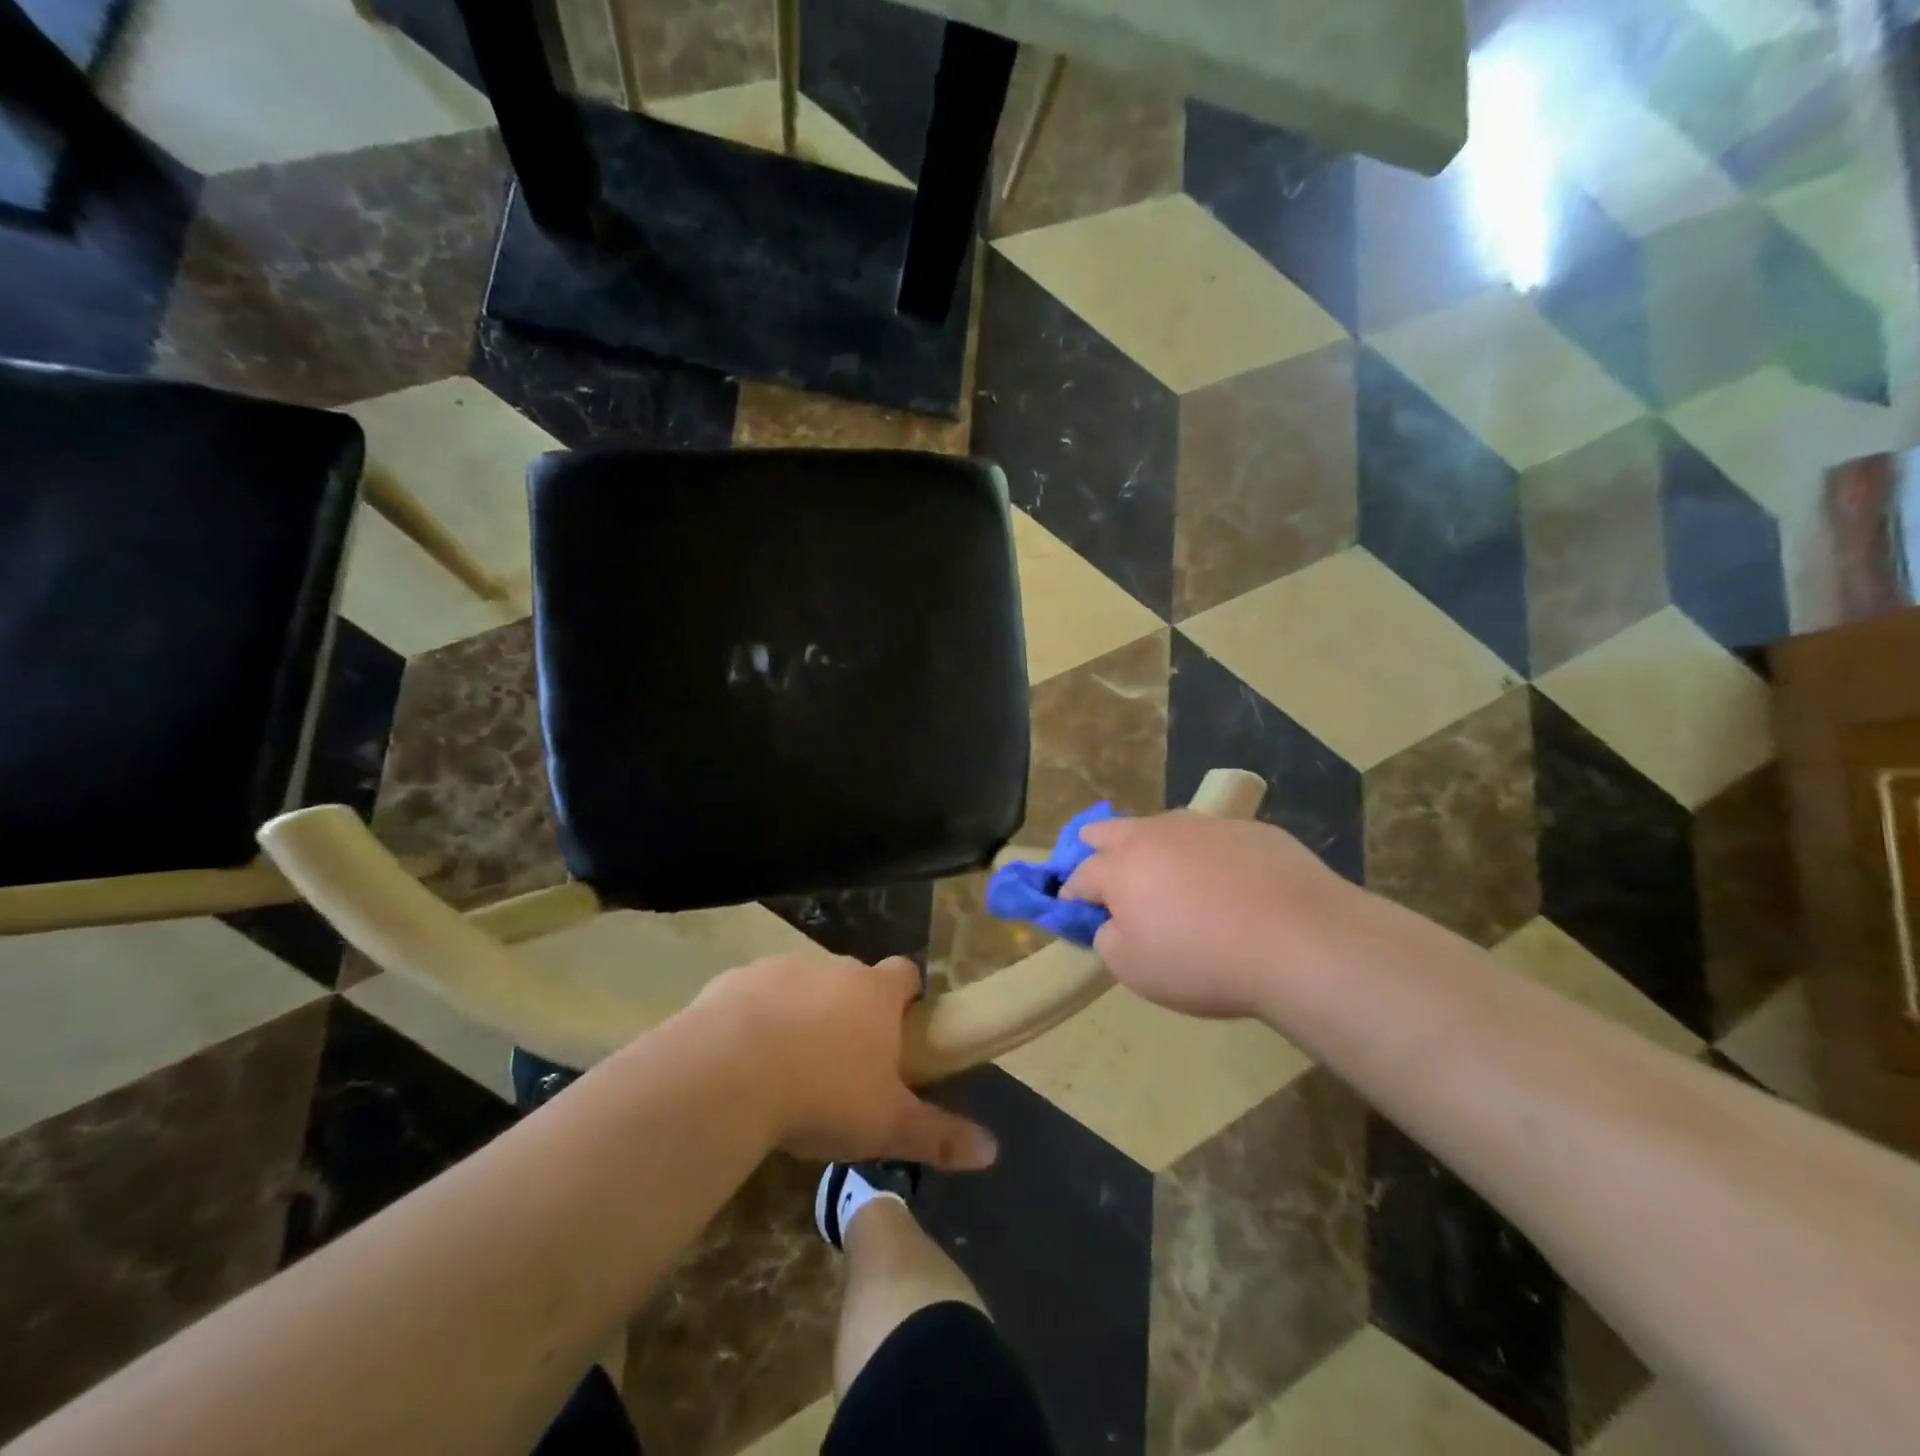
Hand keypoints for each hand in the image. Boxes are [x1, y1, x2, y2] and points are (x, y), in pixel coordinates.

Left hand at [691, 953, 997, 1171]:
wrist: (728, 1074)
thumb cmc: (823, 1094)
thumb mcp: (886, 1126)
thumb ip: (938, 1135)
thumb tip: (992, 1151)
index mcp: (875, 993)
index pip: (905, 973)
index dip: (906, 996)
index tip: (900, 1027)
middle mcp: (833, 969)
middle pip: (852, 980)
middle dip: (850, 1011)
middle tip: (841, 1063)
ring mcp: (781, 969)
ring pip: (802, 987)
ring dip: (801, 1015)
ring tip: (786, 1068)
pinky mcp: (735, 981)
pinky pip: (753, 997)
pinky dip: (753, 1020)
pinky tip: (741, 1063)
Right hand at [1061, 812, 1353, 1019]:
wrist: (1300, 940)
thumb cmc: (1203, 960)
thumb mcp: (1134, 968)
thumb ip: (1108, 940)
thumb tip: (1112, 922)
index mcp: (1120, 867)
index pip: (1080, 876)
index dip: (1070, 894)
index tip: (1072, 909)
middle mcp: (1155, 834)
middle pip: (1110, 830)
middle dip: (1097, 848)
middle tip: (1105, 874)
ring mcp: (1205, 826)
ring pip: (1163, 828)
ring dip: (1154, 848)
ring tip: (1170, 880)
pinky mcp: (1251, 830)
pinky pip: (1213, 839)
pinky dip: (1206, 857)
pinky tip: (1228, 885)